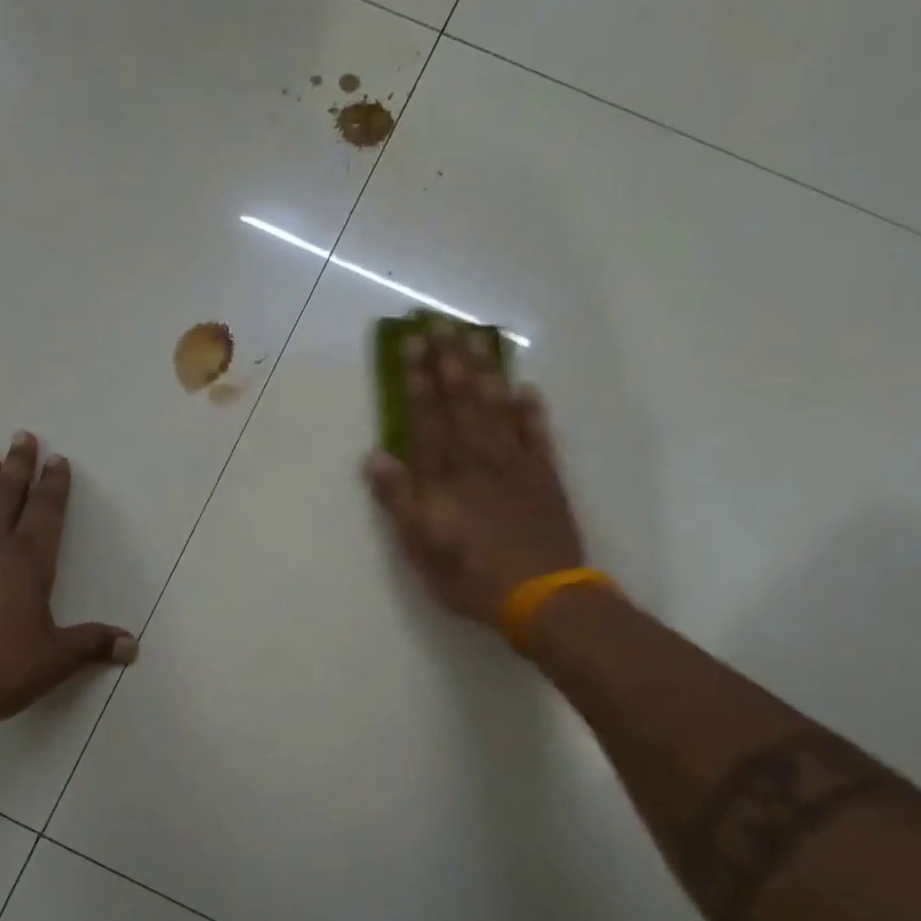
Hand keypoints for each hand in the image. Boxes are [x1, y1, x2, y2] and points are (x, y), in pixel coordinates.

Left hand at [0, 432, 136, 779]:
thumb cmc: (0, 671)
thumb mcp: (56, 659)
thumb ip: (93, 645)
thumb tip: (132, 646)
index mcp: (26, 562)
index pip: (46, 512)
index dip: (54, 485)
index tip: (57, 459)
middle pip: (5, 497)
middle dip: (17, 466)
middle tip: (22, 437)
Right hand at [363, 324, 585, 631]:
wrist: (541, 596)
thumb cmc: (470, 575)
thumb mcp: (420, 546)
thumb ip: (399, 500)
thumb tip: (374, 457)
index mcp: (445, 476)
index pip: (427, 418)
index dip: (418, 381)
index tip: (412, 344)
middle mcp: (479, 460)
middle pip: (461, 402)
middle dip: (449, 362)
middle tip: (442, 324)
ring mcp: (516, 466)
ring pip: (497, 410)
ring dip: (485, 374)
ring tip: (477, 340)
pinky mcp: (546, 479)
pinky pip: (539, 437)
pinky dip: (532, 413)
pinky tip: (527, 390)